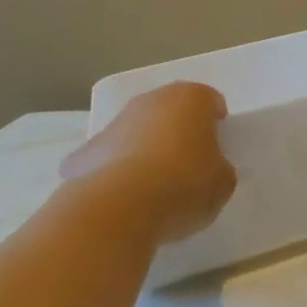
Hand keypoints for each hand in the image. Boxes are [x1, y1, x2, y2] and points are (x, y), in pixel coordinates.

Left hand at [60, 82, 236, 244]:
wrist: (117, 208)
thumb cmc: (182, 185)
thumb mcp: (222, 184)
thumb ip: (220, 169)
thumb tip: (211, 170)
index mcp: (192, 98)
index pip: (211, 103)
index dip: (216, 128)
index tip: (216, 155)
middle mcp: (152, 99)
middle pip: (172, 112)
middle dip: (178, 134)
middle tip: (186, 169)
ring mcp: (115, 122)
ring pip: (137, 132)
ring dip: (144, 151)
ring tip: (151, 190)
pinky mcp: (84, 151)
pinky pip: (107, 159)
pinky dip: (113, 173)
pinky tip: (119, 201)